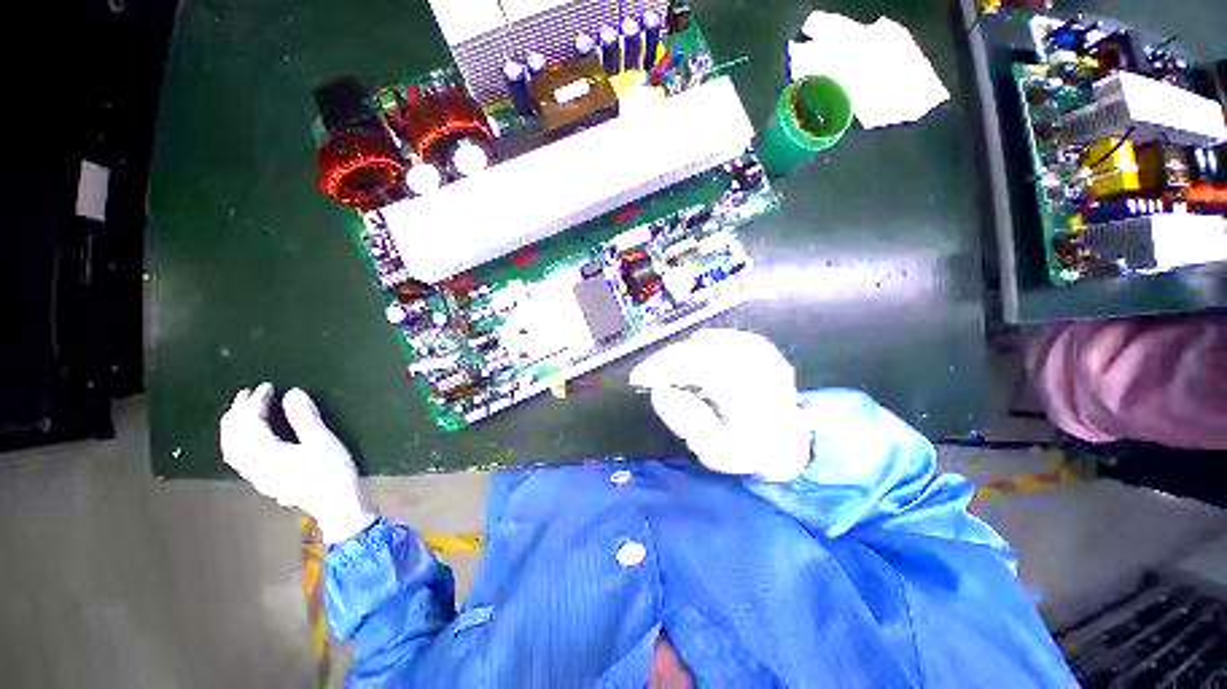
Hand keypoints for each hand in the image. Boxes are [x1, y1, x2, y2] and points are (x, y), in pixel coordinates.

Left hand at [219, 383, 373, 543]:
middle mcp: (259, 467)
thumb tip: (291, 393)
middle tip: (247, 393)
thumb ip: (305, 417)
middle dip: (239, 410)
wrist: (340, 513)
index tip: (268, 387)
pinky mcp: (265, 484)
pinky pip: (238, 462)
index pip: (253, 421)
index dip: (257, 400)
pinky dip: (233, 445)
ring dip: (232, 427)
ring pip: (232, 449)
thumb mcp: (324, 443)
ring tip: (237, 412)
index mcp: (272, 455)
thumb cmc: (334, 478)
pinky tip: (240, 441)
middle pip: (237, 435)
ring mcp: (260, 478)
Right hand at [629, 329, 811, 481]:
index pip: (697, 366)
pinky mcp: (763, 348)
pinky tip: (694, 360)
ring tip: (668, 371)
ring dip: (685, 352)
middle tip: (648, 375)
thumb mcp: (716, 452)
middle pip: (704, 349)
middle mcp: (759, 365)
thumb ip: (688, 423)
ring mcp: (764, 353)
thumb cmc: (750, 452)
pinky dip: (705, 347)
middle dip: (670, 359)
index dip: (663, 368)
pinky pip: (726, 339)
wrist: (790, 445)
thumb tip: (660, 393)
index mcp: (749, 392)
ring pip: (714, 341)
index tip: (638, 378)